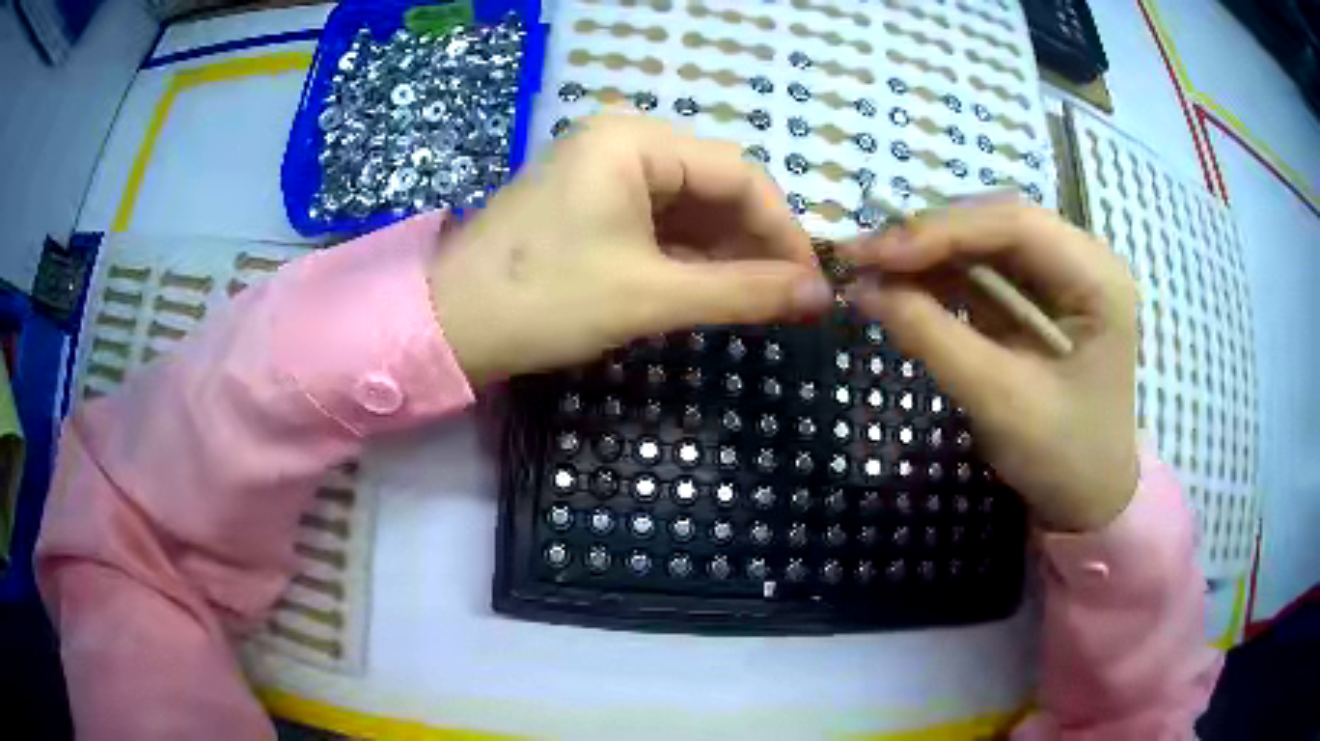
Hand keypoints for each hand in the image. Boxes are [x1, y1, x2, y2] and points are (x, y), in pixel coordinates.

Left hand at [428, 116, 833, 386]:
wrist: (448, 327)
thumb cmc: (545, 301)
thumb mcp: (652, 295)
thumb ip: (744, 291)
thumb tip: (820, 294)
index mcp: (636, 141)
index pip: (740, 174)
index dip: (784, 229)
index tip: (811, 282)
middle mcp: (623, 141)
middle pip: (716, 186)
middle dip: (755, 243)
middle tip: (787, 299)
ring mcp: (604, 170)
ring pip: (691, 206)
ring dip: (725, 253)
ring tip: (756, 300)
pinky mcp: (591, 201)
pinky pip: (660, 220)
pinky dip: (690, 255)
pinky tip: (712, 288)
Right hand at [841, 202, 1138, 531]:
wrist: (1088, 498)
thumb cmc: (1062, 456)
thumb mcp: (999, 399)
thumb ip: (932, 336)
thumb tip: (861, 287)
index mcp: (1097, 277)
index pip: (1015, 225)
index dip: (941, 230)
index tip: (876, 253)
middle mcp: (1082, 259)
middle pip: (996, 224)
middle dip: (929, 238)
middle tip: (863, 257)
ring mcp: (1061, 275)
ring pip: (984, 242)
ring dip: (927, 255)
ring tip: (871, 268)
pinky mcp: (1038, 296)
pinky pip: (983, 271)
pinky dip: (939, 277)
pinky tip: (901, 285)